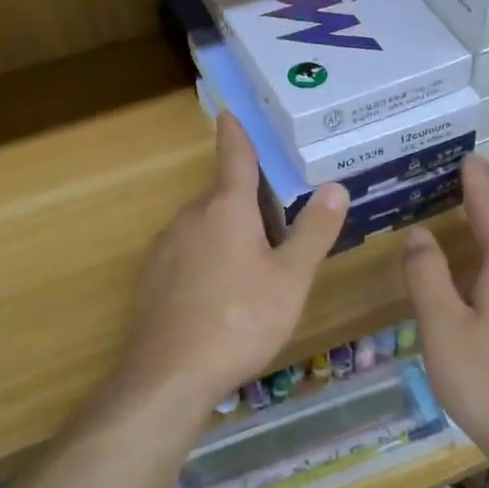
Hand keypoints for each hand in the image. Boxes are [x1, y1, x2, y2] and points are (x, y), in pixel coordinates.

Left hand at [115, 113, 347, 413]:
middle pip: (223, 196)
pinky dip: (209, 258)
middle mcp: (190, 217)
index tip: (230, 111)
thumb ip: (313, 231)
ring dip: (230, 233)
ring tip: (258, 268)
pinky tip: (223, 295)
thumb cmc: (239, 320)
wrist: (168, 376)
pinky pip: (189, 253)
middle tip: (281, 225)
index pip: (234, 157)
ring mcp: (166, 248)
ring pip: (206, 226)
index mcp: (226, 209)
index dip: (236, 133)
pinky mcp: (153, 278)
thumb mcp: (290, 278)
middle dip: (249, 202)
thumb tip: (335, 187)